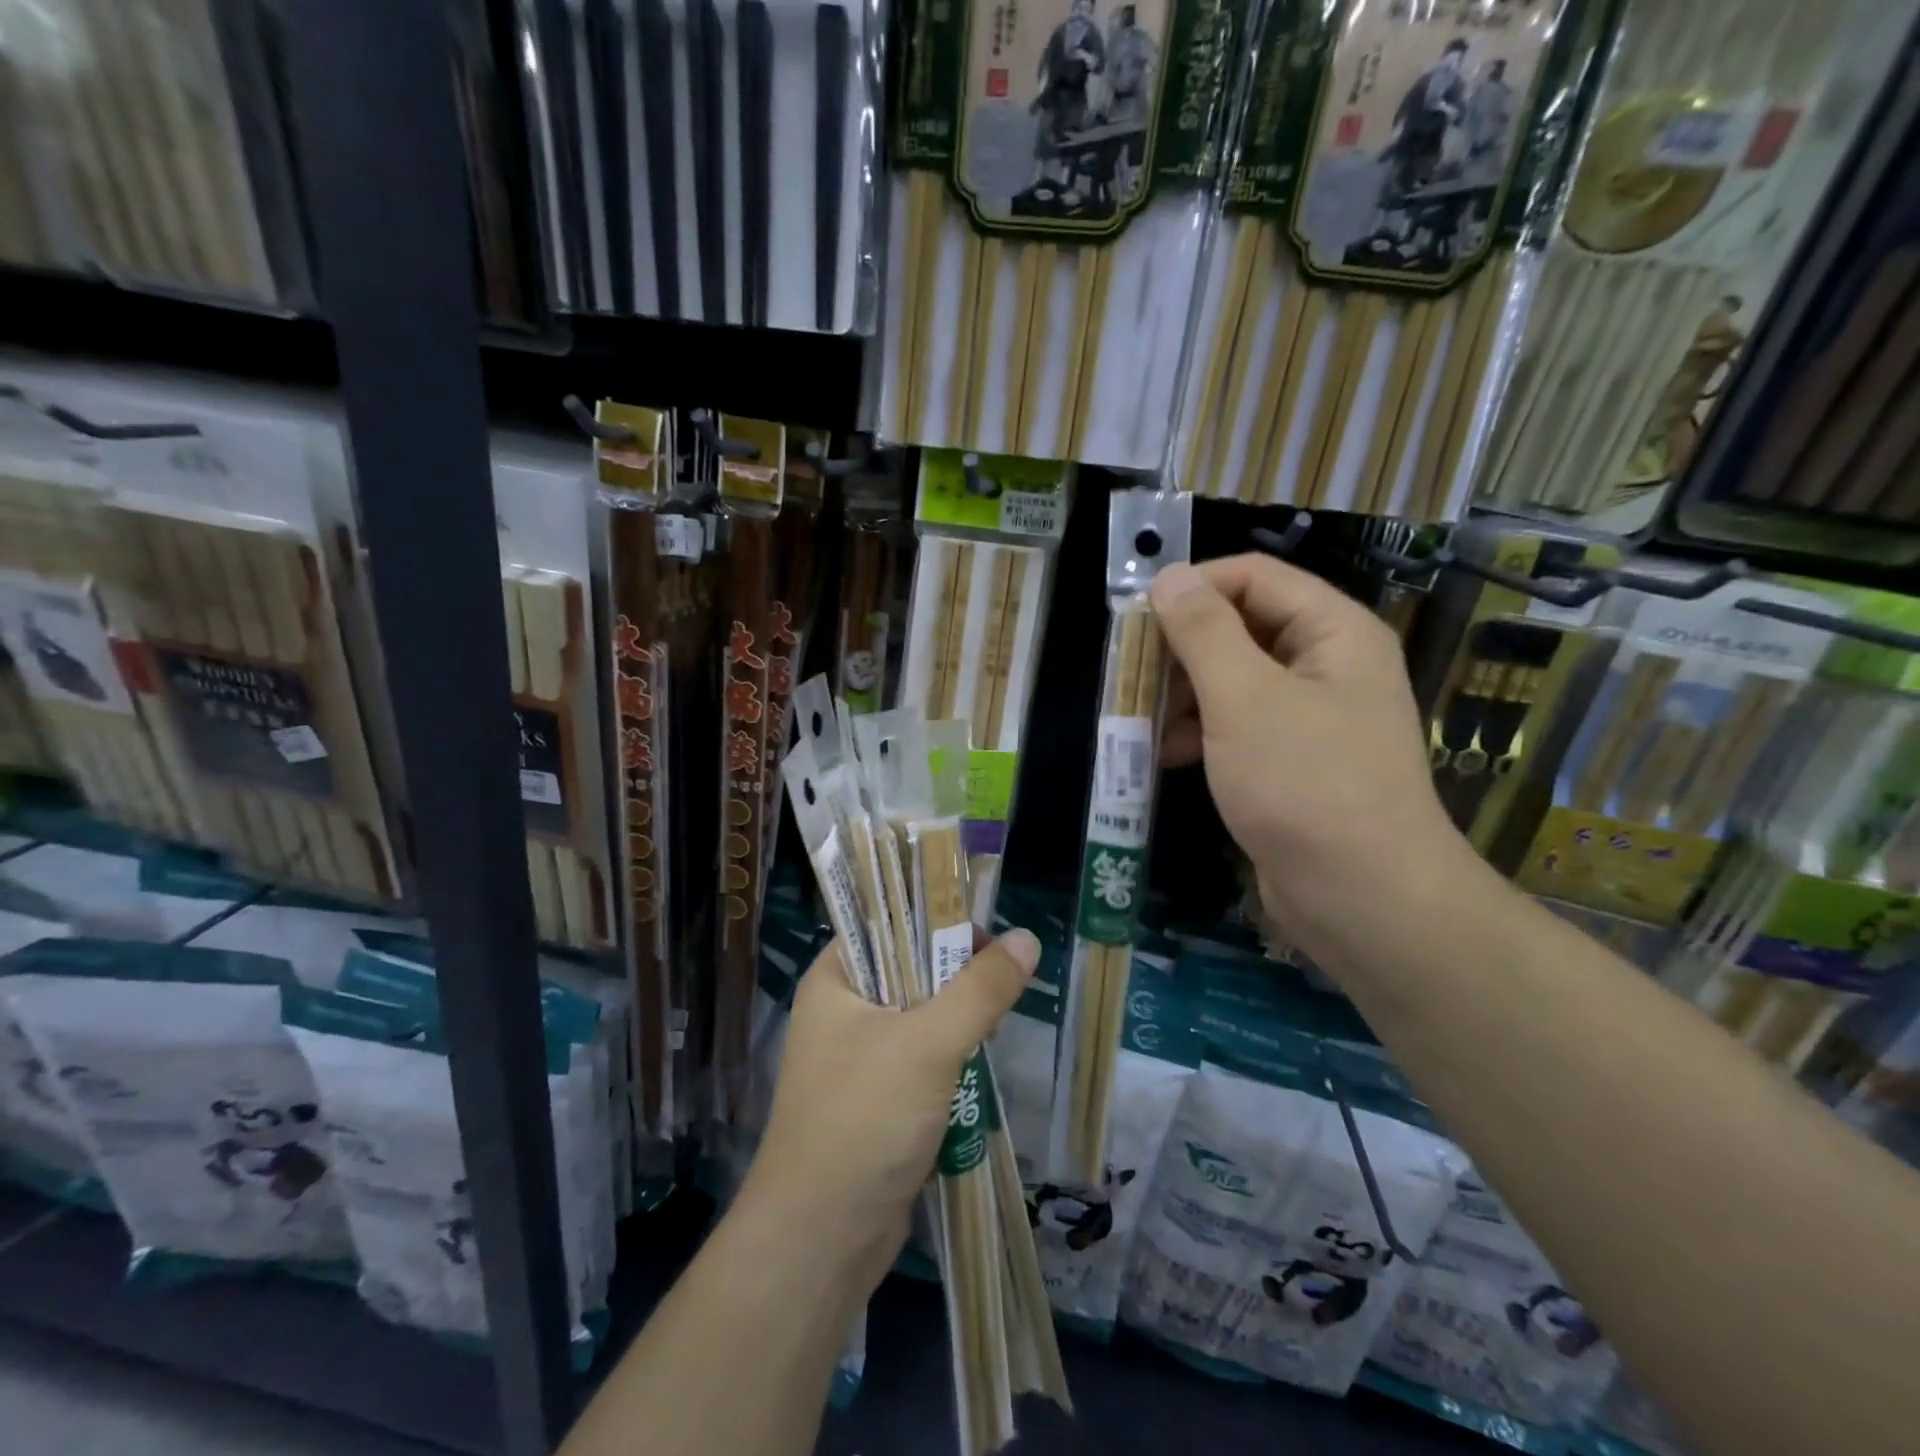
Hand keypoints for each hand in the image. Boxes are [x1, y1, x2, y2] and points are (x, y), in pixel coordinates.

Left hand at [740, 928, 1039, 1290]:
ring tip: (994, 1026)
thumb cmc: (865, 1119)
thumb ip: (981, 989)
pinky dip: (949, 1059)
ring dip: (957, 1021)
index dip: (935, 920)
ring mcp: (856, 1057)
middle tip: (999, 986)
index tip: (985, 936)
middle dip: (956, 976)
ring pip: (919, 1016)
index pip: (887, 923)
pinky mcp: (875, 1098)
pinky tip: (976, 1069)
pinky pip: (919, 1059)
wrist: (820, 1241)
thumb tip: (1026, 939)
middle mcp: (841, 1010)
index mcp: (835, 978)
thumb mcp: (930, 1043)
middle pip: (908, 968)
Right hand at [1150, 554, 1467, 950]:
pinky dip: (1201, 733)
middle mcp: (1328, 664)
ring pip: (1235, 680)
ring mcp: (1312, 716)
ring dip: (1184, 694)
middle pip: (1242, 627)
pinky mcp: (1294, 762)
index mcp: (1334, 631)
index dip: (1193, 587)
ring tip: (1139, 719)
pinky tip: (1166, 756)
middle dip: (1182, 648)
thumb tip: (1169, 577)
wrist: (1363, 899)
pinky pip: (1240, 725)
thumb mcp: (1244, 699)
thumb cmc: (1304, 785)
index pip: (1254, 577)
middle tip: (1129, 674)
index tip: (1134, 618)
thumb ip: (1203, 632)